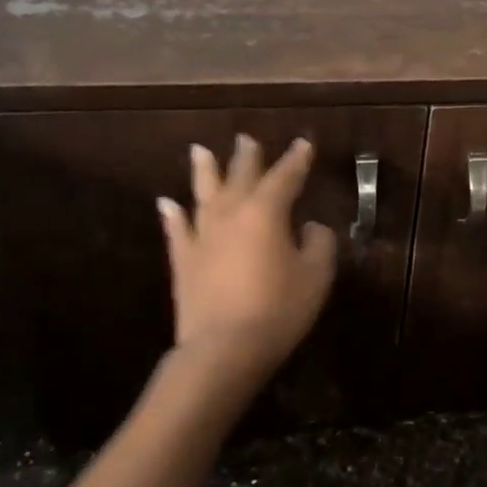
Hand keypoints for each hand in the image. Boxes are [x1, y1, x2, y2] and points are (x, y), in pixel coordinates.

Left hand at [157, 135, 337, 377]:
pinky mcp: (183, 260)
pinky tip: (167, 203)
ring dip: (204, 171)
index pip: (285, 177)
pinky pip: (177, 230)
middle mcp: (231, 214)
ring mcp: (202, 236)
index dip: (296, 160)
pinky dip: (172, 214)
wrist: (223, 348)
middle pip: (240, 177)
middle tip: (247, 138)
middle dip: (247, 157)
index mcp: (266, 212)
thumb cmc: (278, 310)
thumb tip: (313, 227)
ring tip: (201, 150)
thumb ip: (319, 245)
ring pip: (203, 194)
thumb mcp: (316, 277)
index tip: (303, 144)